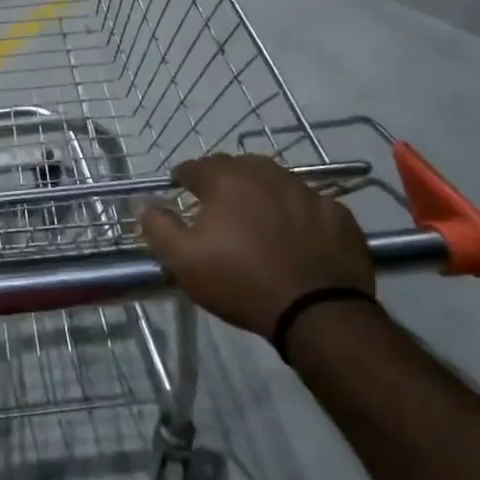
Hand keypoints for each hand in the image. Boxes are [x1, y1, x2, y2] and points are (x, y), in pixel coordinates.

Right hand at [141, 154, 373, 336]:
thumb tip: (141, 202)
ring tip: (256, 216)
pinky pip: (309, 204)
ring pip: (275, 180)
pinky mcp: (338, 214)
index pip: (195, 166)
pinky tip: (296, 234)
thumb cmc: (241, 282)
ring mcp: (306, 191)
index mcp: (226, 180)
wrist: (318, 313)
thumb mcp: (183, 261)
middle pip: (237, 167)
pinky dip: (298, 212)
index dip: (183, 177)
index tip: (179, 189)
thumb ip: (157, 227)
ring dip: (261, 191)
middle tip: (217, 204)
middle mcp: (266, 174)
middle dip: (223, 180)